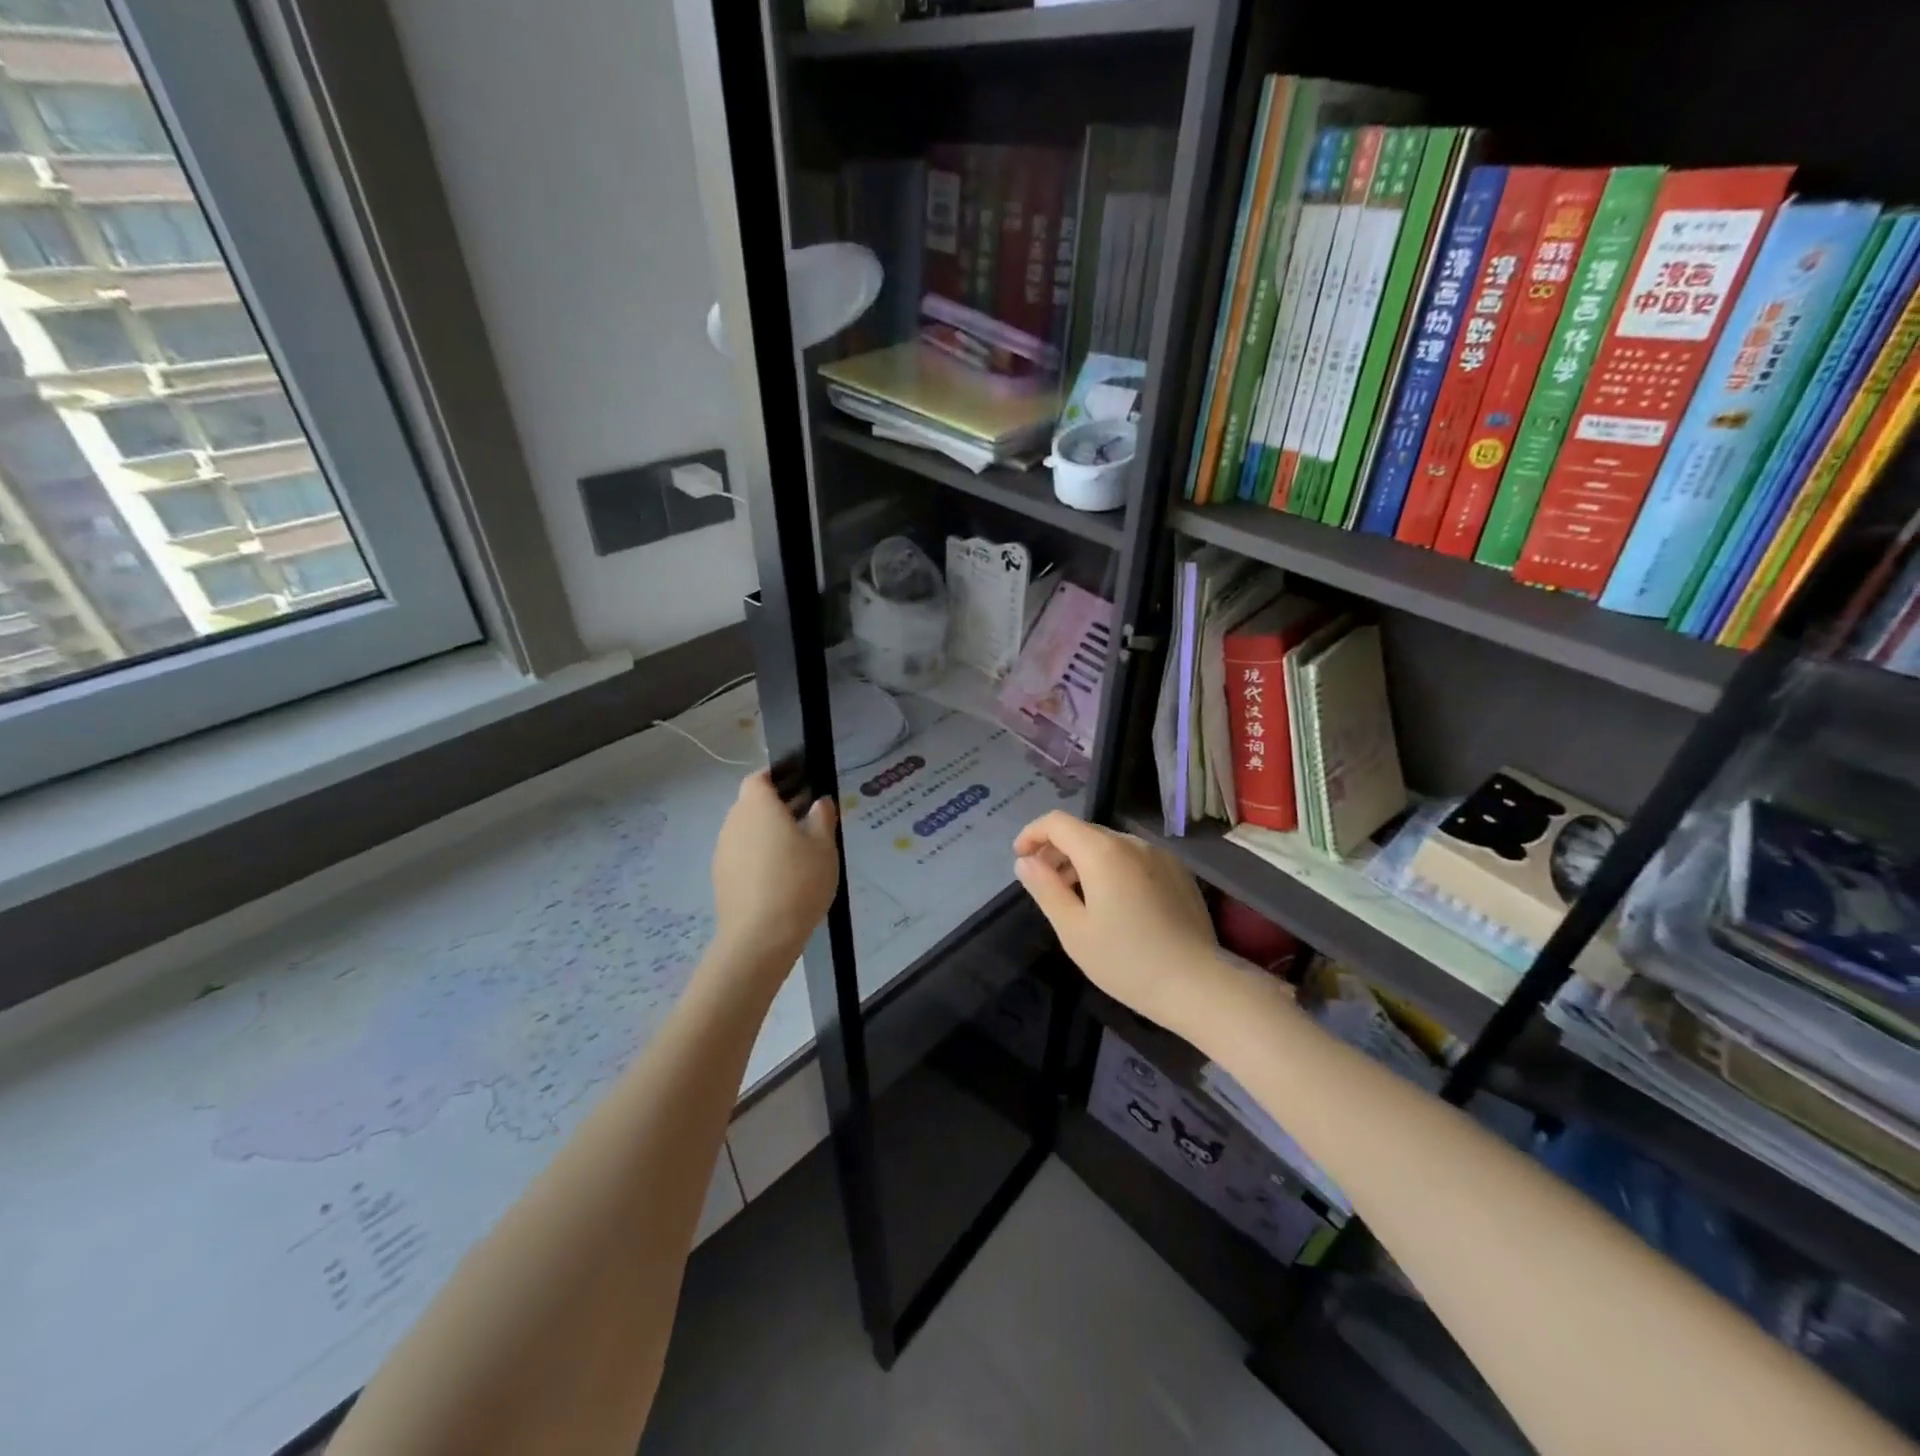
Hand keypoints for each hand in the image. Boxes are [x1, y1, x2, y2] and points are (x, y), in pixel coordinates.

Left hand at [711, 770, 839, 976]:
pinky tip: (780, 879)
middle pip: (752, 805)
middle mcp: (734, 822)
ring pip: (746, 832)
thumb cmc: (798, 882)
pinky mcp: (720, 877)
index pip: (759, 778)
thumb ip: (822, 818)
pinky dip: (757, 859)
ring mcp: (723, 851)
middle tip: (806, 823)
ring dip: (766, 836)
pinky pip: (741, 856)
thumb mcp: (823, 847)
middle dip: (776, 809)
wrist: (759, 937)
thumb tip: (819, 802)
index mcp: (757, 806)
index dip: (778, 779)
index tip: (801, 789)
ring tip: (797, 854)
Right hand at [1013, 811, 1221, 1028]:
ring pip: (1110, 845)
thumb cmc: (1126, 961)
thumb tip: (1025, 862)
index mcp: (1102, 851)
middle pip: (1084, 832)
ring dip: (1084, 861)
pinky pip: (1134, 859)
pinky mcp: (1178, 873)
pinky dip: (1112, 869)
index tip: (1020, 858)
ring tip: (1075, 897)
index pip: (1057, 822)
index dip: (1032, 834)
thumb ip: (1045, 888)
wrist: (1197, 985)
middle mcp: (1132, 843)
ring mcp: (1160, 856)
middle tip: (1044, 884)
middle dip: (1057, 850)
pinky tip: (1113, 904)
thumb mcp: (1073, 930)